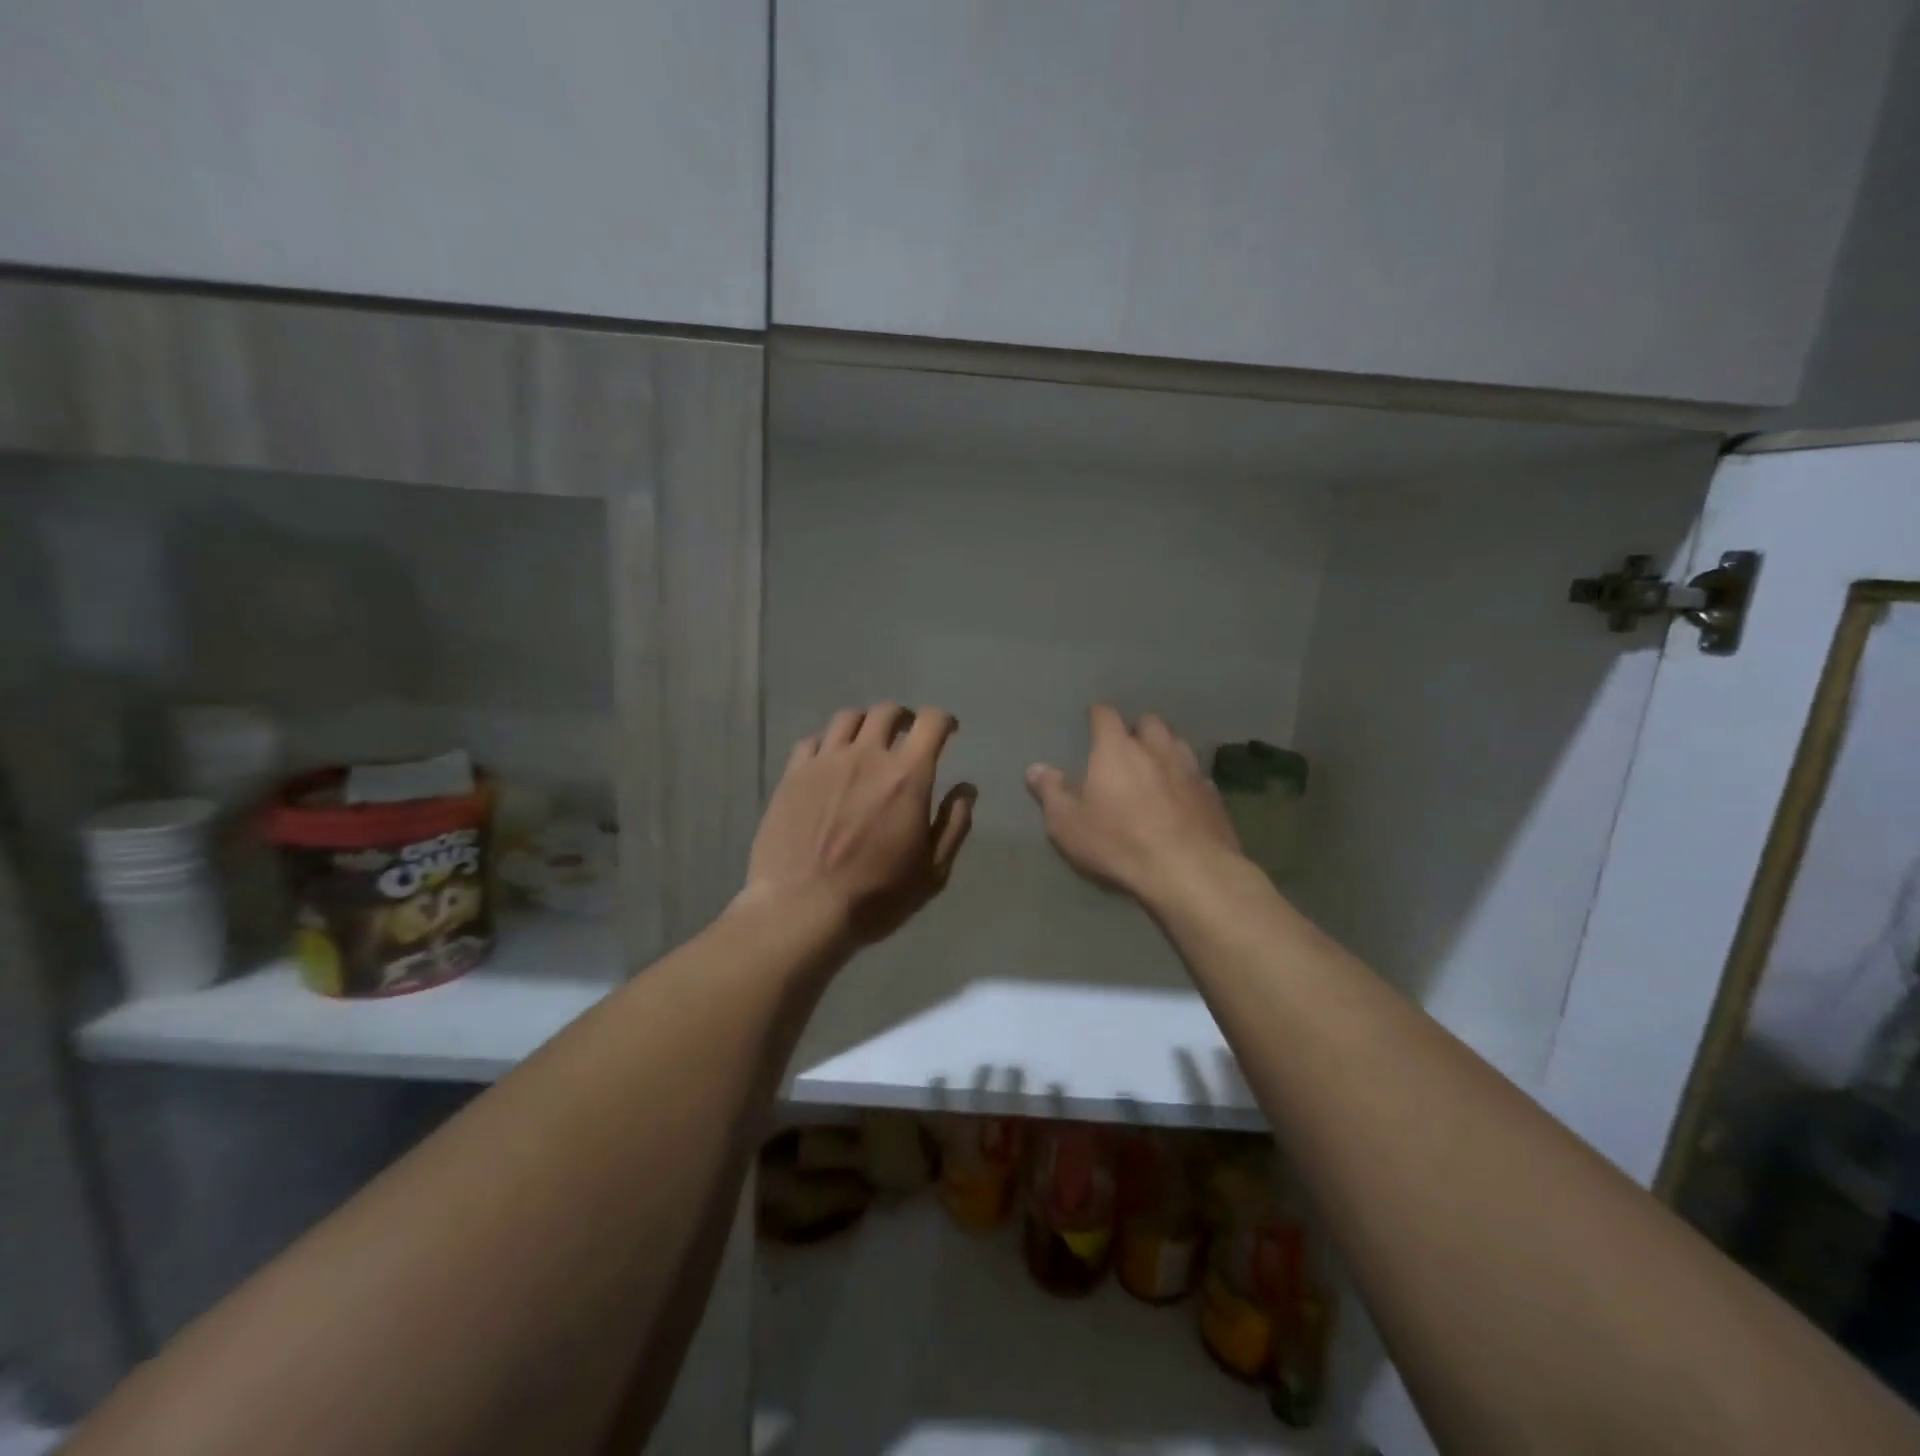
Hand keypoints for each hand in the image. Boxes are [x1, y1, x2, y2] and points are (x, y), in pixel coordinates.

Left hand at [745, 703, 975, 943]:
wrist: (801, 909)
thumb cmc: (876, 896)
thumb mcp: (932, 871)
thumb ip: (954, 824)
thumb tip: (966, 789)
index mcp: (906, 776)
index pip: (931, 723)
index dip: (944, 721)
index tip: (948, 732)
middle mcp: (866, 756)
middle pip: (887, 711)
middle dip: (905, 718)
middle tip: (908, 735)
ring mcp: (825, 762)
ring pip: (848, 718)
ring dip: (866, 723)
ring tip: (868, 742)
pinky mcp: (792, 775)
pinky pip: (813, 740)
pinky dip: (829, 742)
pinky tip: (830, 760)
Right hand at [1026, 705, 1241, 903]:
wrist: (1188, 871)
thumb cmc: (1118, 842)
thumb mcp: (1067, 823)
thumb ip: (1050, 792)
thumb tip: (1034, 769)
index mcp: (1116, 749)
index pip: (1105, 715)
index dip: (1097, 715)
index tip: (1092, 719)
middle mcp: (1156, 749)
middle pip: (1149, 722)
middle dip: (1137, 729)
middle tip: (1126, 747)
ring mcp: (1190, 770)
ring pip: (1178, 744)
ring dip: (1165, 750)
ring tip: (1155, 768)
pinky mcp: (1213, 795)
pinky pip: (1197, 776)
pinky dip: (1186, 780)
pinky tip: (1181, 799)